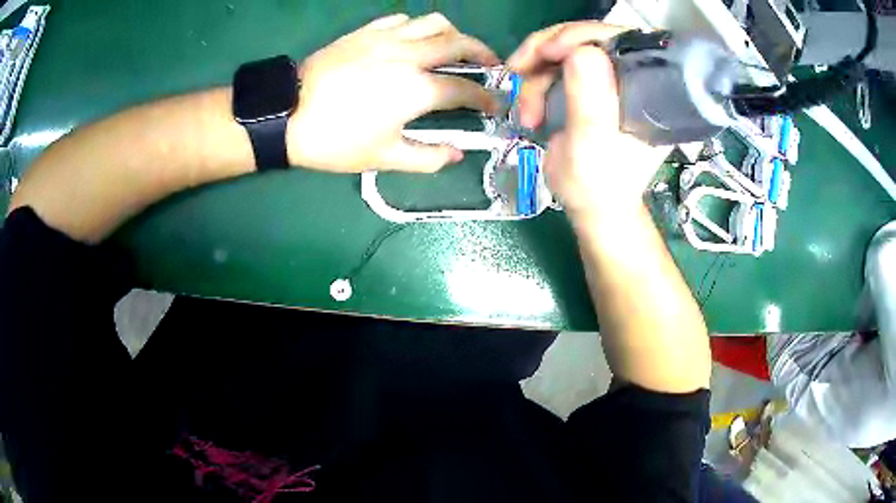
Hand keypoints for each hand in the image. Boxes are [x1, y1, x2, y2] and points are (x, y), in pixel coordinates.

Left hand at [288, 13, 499, 172]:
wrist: (287, 114)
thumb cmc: (335, 140)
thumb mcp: (383, 158)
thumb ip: (428, 158)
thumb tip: (457, 154)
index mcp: (418, 90)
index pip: (465, 89)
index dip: (485, 98)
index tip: (494, 105)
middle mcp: (410, 55)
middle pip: (460, 43)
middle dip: (483, 54)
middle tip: (492, 65)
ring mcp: (387, 38)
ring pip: (434, 22)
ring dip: (454, 34)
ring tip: (456, 48)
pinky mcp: (366, 32)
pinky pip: (403, 20)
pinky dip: (419, 27)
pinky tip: (416, 39)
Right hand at [508, 23, 669, 220]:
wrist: (592, 207)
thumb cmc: (598, 186)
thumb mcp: (592, 147)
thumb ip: (590, 101)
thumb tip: (581, 50)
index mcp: (647, 90)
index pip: (621, 40)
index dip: (583, 35)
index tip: (549, 52)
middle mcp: (631, 78)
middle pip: (588, 38)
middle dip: (547, 51)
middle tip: (520, 70)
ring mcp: (608, 81)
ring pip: (565, 50)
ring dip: (535, 75)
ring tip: (526, 111)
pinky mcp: (589, 87)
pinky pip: (556, 66)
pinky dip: (534, 82)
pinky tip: (529, 109)